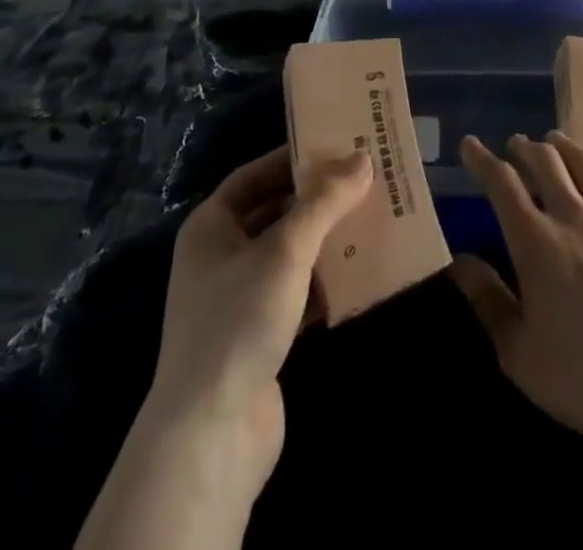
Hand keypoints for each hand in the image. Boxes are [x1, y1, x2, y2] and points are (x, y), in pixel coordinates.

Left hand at [142, 146, 371, 498]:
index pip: (254, 176)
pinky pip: (298, 293)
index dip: (292, 159)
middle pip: (275, 212)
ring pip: (290, 254)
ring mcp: (239, 300)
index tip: (335, 146)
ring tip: (371, 219)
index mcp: (211, 227)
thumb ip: (324, 202)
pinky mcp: (260, 336)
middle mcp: (220, 257)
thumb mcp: (285, 250)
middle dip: (317, 200)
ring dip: (326, 240)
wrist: (210, 435)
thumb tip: (362, 158)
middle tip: (363, 180)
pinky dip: (326, 282)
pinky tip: (362, 274)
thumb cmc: (239, 321)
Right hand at [451, 131, 582, 456]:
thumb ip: (487, 300)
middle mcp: (573, 218)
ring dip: (564, 146)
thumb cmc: (580, 378)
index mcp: (536, 243)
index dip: (483, 160)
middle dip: (525, 148)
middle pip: (545, 163)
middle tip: (515, 145)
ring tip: (553, 140)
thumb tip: (459, 260)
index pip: (502, 185)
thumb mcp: (518, 351)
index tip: (470, 144)